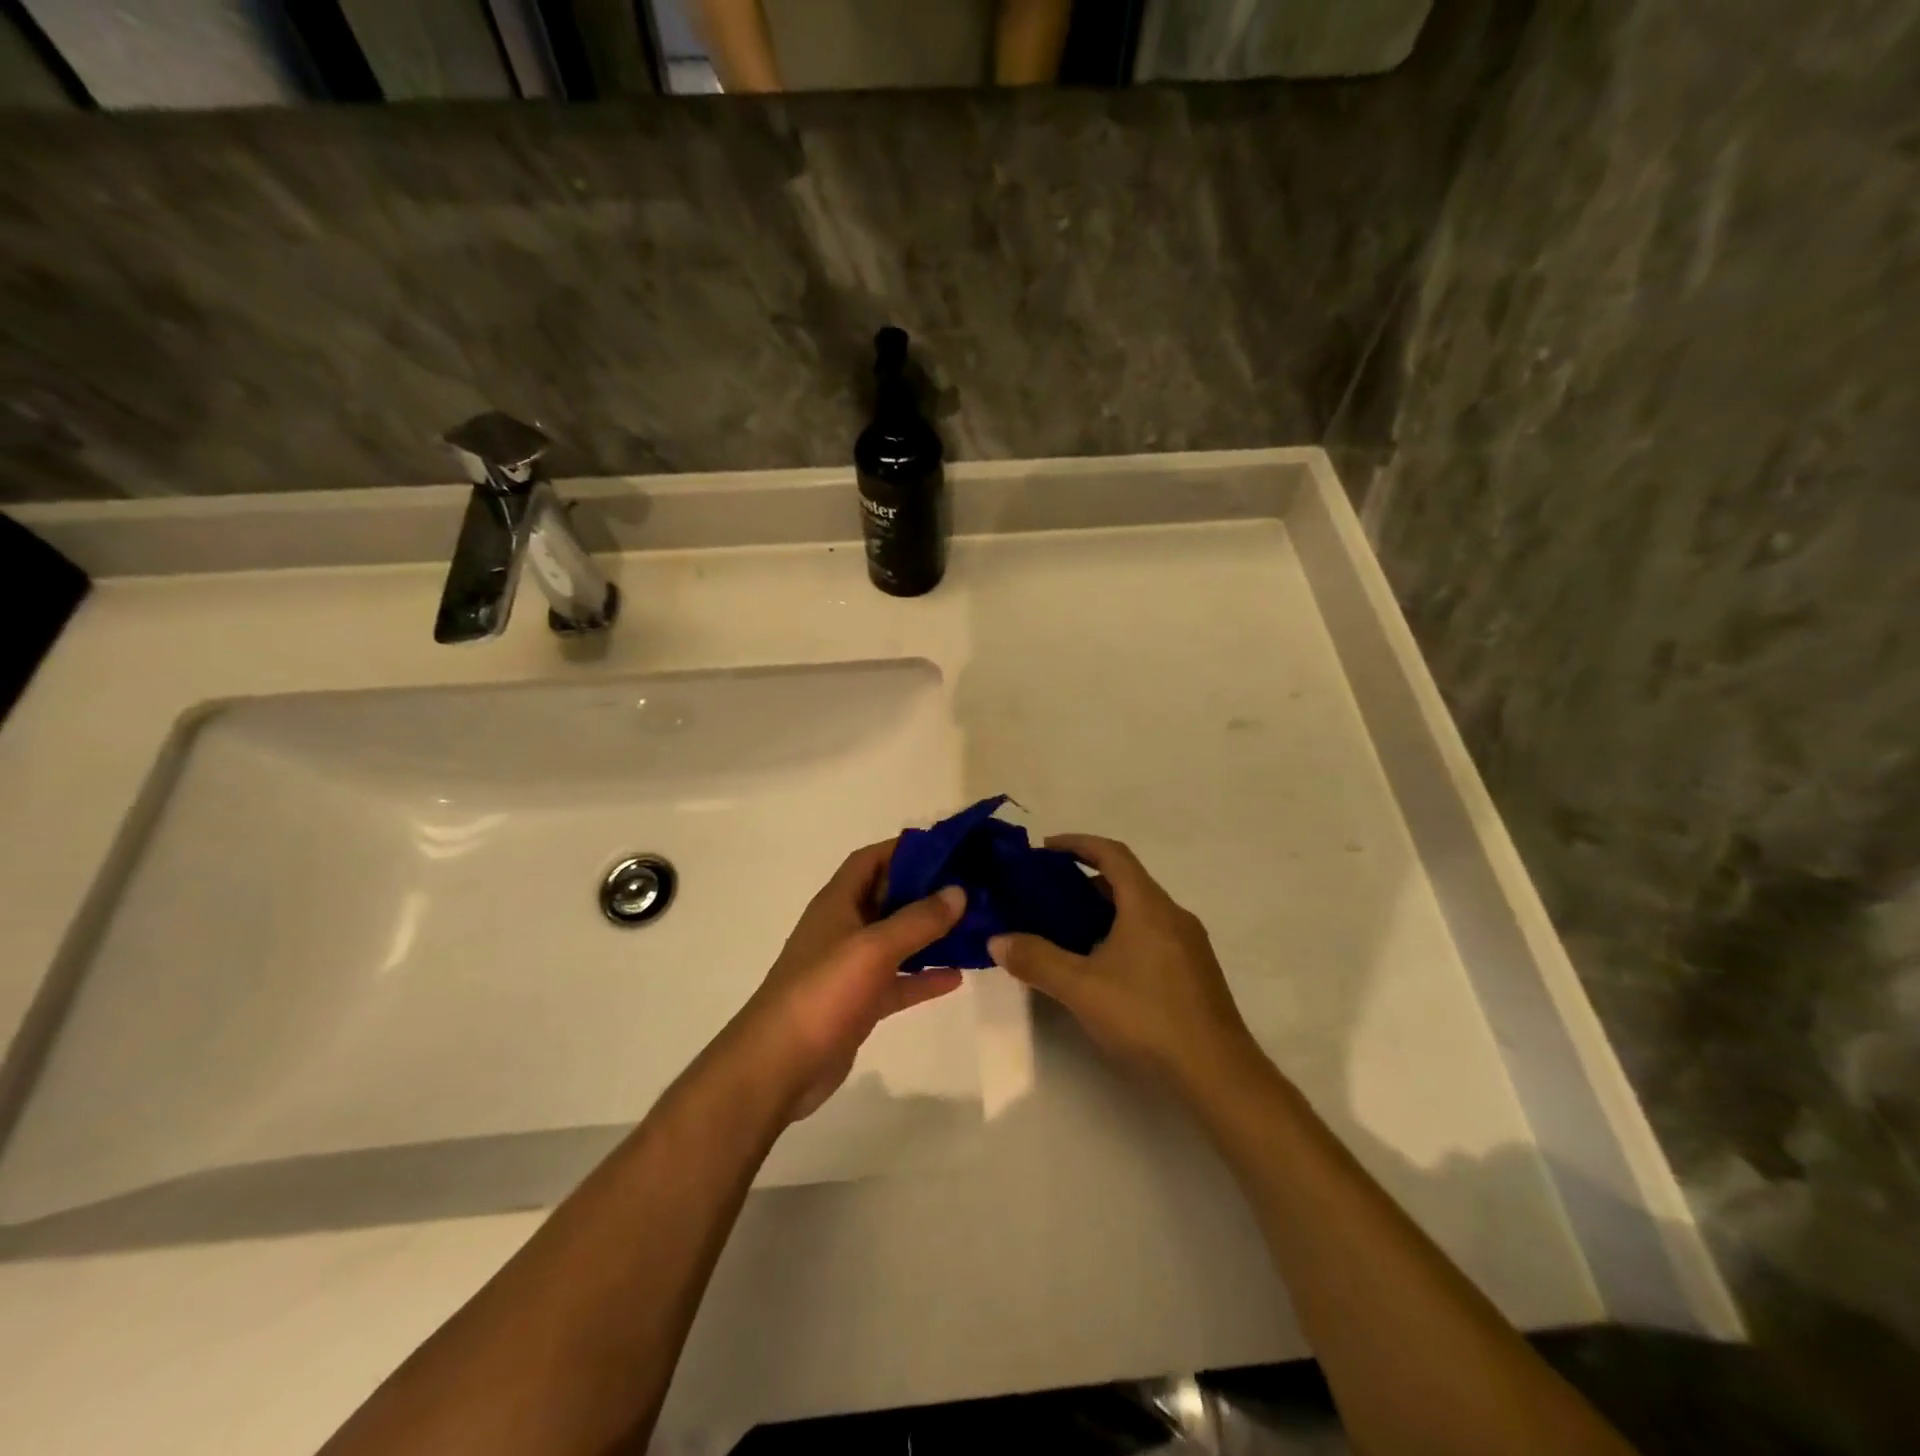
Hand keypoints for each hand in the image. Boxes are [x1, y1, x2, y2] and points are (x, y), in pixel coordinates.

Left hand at [732, 839, 965, 1121]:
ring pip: (897, 940)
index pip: (871, 859)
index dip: (905, 848)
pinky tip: (957, 976)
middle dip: (926, 889)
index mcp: (838, 903)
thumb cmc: (822, 993)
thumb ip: (917, 920)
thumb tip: (958, 891)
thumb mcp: (873, 948)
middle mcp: (844, 928)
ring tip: (974, 926)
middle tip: (972, 885)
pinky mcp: (859, 1003)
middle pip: (888, 897)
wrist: (777, 1068)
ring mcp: (851, 968)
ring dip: (930, 933)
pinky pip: (898, 981)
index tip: (949, 847)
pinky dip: (923, 976)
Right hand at [989, 835, 1258, 1092]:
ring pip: (1139, 911)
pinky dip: (1121, 934)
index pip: (1112, 854)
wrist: (1218, 1074)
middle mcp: (1172, 915)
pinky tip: (1101, 967)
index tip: (1045, 849)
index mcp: (1148, 905)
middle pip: (1126, 881)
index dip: (1077, 844)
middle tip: (1046, 896)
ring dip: (1103, 911)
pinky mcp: (1194, 972)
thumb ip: (1036, 960)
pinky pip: (1151, 935)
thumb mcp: (1080, 988)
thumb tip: (997, 939)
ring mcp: (1188, 945)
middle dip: (1084, 881)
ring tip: (1065, 931)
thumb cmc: (1146, 1017)